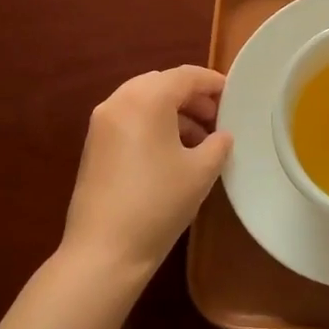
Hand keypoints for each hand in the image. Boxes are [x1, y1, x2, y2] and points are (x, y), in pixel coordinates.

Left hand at [60, 66, 233, 291]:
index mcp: (147, 98)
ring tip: (200, 140)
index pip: (186, 76)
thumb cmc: (158, 203)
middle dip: (192, 97)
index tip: (234, 97)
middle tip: (217, 119)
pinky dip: (153, 124)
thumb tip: (221, 135)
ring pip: (145, 101)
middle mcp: (119, 101)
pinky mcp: (94, 144)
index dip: (213, 83)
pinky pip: (130, 119)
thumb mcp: (201, 171)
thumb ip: (218, 143)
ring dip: (173, 112)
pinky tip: (172, 153)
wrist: (103, 252)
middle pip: (163, 84)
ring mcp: (102, 123)